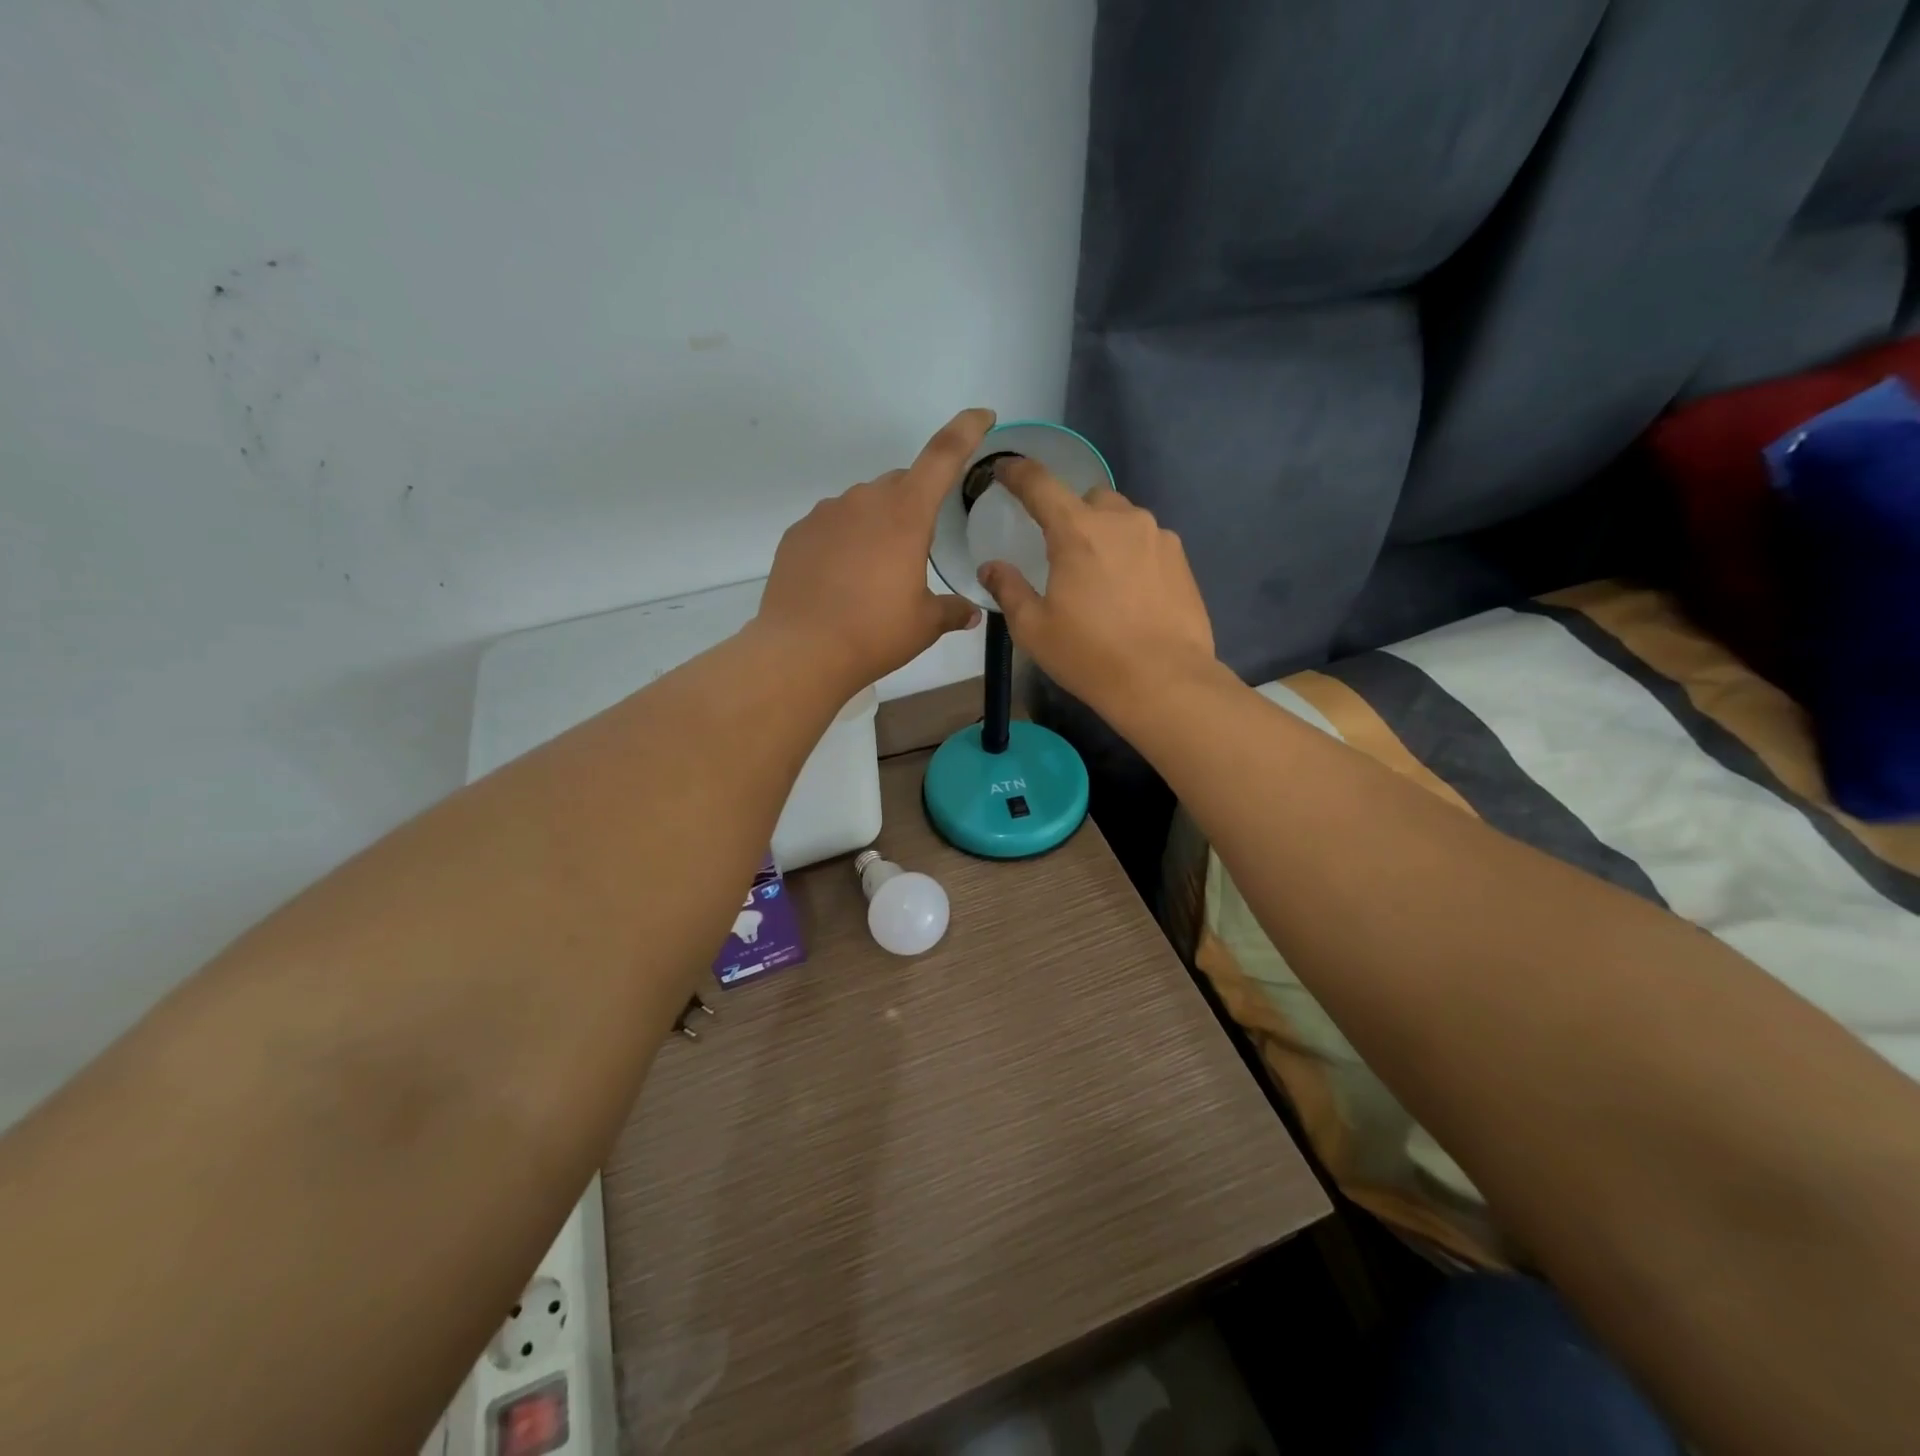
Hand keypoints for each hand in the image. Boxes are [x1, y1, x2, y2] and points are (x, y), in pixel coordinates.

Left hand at [754, 409, 990, 692]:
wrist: (801, 651)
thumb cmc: (874, 633)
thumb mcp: (924, 624)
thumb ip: (952, 610)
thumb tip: (971, 612)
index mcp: (905, 514)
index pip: (943, 456)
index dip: (966, 430)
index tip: (982, 416)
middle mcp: (864, 501)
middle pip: (900, 483)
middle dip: (915, 504)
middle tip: (918, 548)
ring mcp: (825, 514)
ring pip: (863, 505)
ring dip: (877, 524)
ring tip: (875, 572)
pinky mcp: (797, 533)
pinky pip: (832, 525)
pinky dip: (845, 541)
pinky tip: (842, 579)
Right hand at [977, 458, 1216, 718]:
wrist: (1164, 681)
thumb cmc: (1089, 655)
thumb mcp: (1034, 629)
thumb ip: (1008, 589)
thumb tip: (991, 566)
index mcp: (1077, 531)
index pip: (1039, 484)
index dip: (1017, 472)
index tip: (1004, 470)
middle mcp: (1121, 520)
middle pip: (1088, 499)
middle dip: (1072, 515)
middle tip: (1063, 553)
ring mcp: (1158, 537)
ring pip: (1123, 519)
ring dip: (1106, 535)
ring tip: (1101, 577)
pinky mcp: (1181, 559)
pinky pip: (1148, 542)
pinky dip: (1133, 554)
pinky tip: (1131, 592)